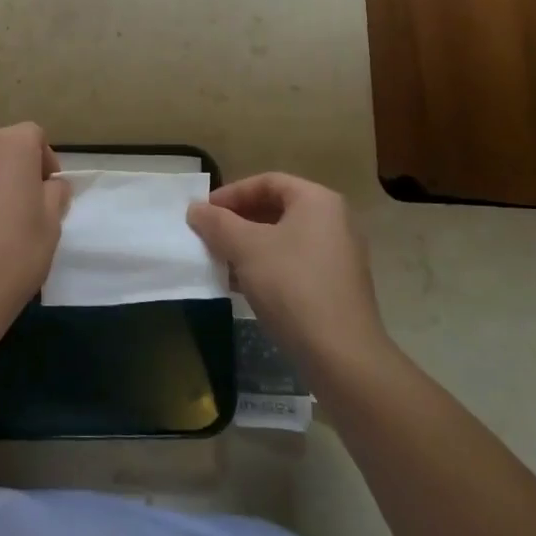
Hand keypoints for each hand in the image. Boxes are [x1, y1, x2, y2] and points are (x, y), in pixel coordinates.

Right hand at [187, 173, 387, 372]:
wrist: (340, 354)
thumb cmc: (292, 286)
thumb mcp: (246, 248)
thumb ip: (217, 223)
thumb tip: (195, 208)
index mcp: (317, 201)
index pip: (267, 182)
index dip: (231, 193)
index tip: (203, 212)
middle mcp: (333, 221)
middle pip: (276, 209)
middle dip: (237, 221)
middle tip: (208, 235)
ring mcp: (338, 255)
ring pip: (282, 239)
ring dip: (247, 246)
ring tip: (218, 261)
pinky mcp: (335, 286)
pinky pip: (293, 264)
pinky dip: (265, 267)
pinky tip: (240, 285)